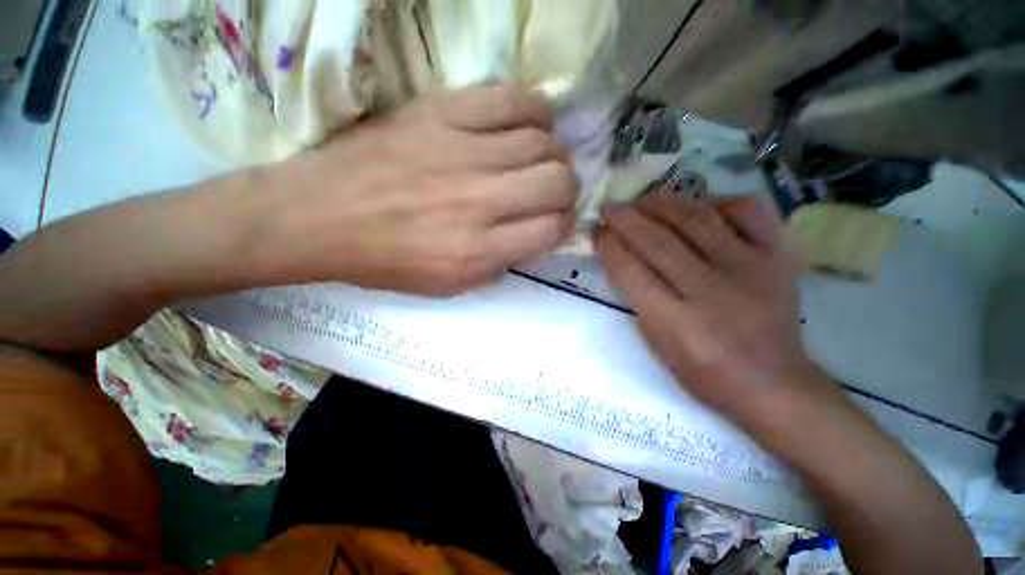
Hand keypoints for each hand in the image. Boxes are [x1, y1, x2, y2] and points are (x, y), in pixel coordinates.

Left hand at [258, 84, 576, 295]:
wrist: (320, 215)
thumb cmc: (386, 260)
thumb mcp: (450, 285)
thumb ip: (500, 263)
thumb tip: (535, 235)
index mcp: (477, 251)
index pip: (552, 230)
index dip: (563, 225)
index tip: (555, 222)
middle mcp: (479, 201)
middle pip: (558, 181)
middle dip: (566, 189)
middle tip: (552, 192)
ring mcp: (461, 151)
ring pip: (543, 141)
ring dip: (552, 153)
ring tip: (540, 160)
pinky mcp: (442, 112)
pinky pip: (512, 100)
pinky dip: (534, 112)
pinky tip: (529, 125)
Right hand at [596, 192, 824, 428]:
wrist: (772, 382)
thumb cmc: (703, 372)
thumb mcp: (657, 344)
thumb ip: (637, 299)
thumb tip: (620, 256)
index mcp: (678, 323)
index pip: (631, 272)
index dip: (609, 246)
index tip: (596, 232)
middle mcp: (713, 291)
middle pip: (658, 242)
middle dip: (626, 219)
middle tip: (609, 208)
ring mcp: (750, 269)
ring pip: (696, 219)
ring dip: (661, 204)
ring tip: (642, 201)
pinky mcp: (777, 257)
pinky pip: (748, 211)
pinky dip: (718, 203)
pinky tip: (698, 207)